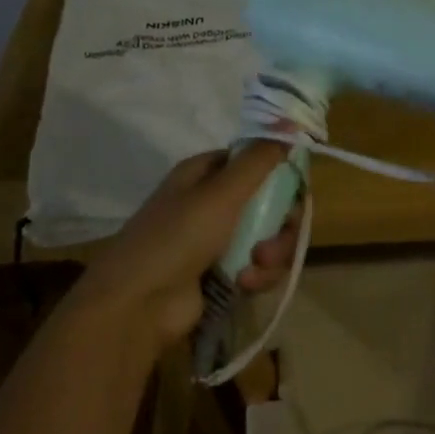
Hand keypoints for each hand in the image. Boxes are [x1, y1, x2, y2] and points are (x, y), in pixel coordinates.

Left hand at [74, 142, 302, 349]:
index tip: (296, 192)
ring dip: (271, 254)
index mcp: (206, 173)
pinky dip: (258, 276)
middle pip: (270, 203)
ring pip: (269, 237)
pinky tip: (245, 285)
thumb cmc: (178, 237)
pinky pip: (259, 266)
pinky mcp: (223, 274)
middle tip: (272, 242)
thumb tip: (288, 128)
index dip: (280, 174)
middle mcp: (212, 202)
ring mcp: (218, 240)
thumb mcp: (221, 192)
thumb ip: (259, 160)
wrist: (138, 305)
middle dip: (280, 224)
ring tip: (254, 270)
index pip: (255, 161)